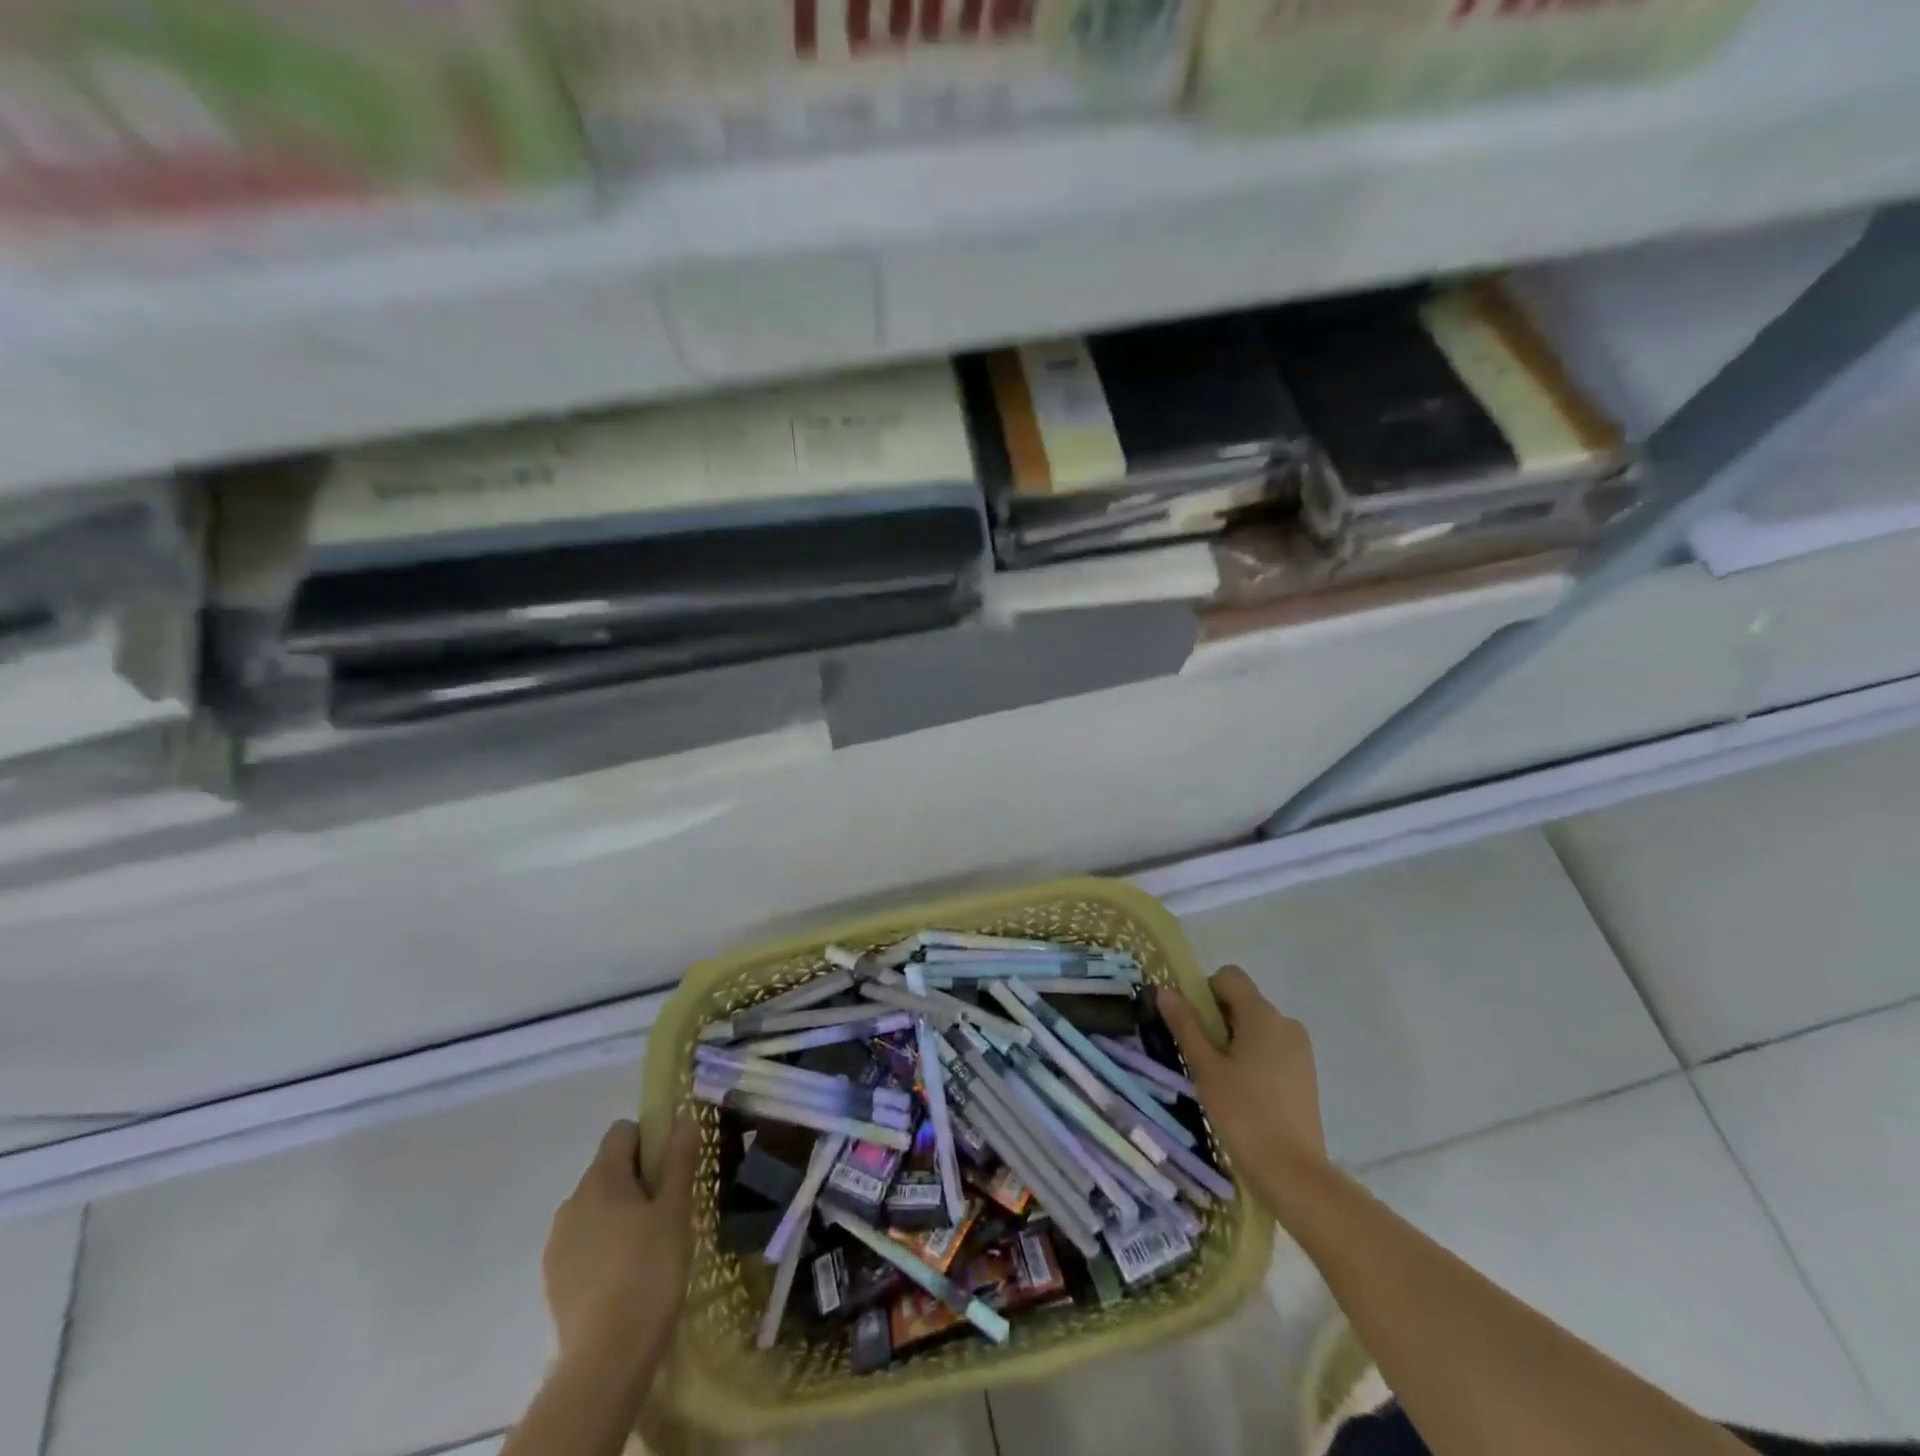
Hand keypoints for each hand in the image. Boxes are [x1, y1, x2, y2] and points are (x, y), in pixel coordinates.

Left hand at [543, 1114, 698, 1370]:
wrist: (608, 1355)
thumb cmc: (650, 1267)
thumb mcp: (676, 1208)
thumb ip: (679, 1158)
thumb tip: (683, 1116)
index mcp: (601, 1177)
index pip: (622, 1132)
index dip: (649, 1139)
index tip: (671, 1167)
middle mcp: (572, 1200)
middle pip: (608, 1169)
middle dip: (637, 1180)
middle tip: (668, 1209)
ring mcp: (558, 1241)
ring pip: (595, 1207)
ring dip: (619, 1214)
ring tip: (648, 1246)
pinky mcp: (553, 1278)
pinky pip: (583, 1242)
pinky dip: (603, 1246)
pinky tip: (625, 1275)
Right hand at [1158, 965, 1328, 1198]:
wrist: (1294, 1173)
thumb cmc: (1243, 1114)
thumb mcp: (1205, 1067)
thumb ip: (1185, 1025)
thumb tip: (1165, 990)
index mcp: (1262, 1014)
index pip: (1229, 977)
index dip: (1204, 990)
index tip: (1192, 1025)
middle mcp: (1286, 1022)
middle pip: (1243, 1001)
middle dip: (1217, 1020)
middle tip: (1201, 1058)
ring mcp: (1300, 1049)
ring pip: (1257, 1027)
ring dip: (1235, 1041)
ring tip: (1221, 1080)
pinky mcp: (1305, 1074)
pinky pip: (1272, 1048)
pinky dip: (1253, 1059)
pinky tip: (1244, 1094)